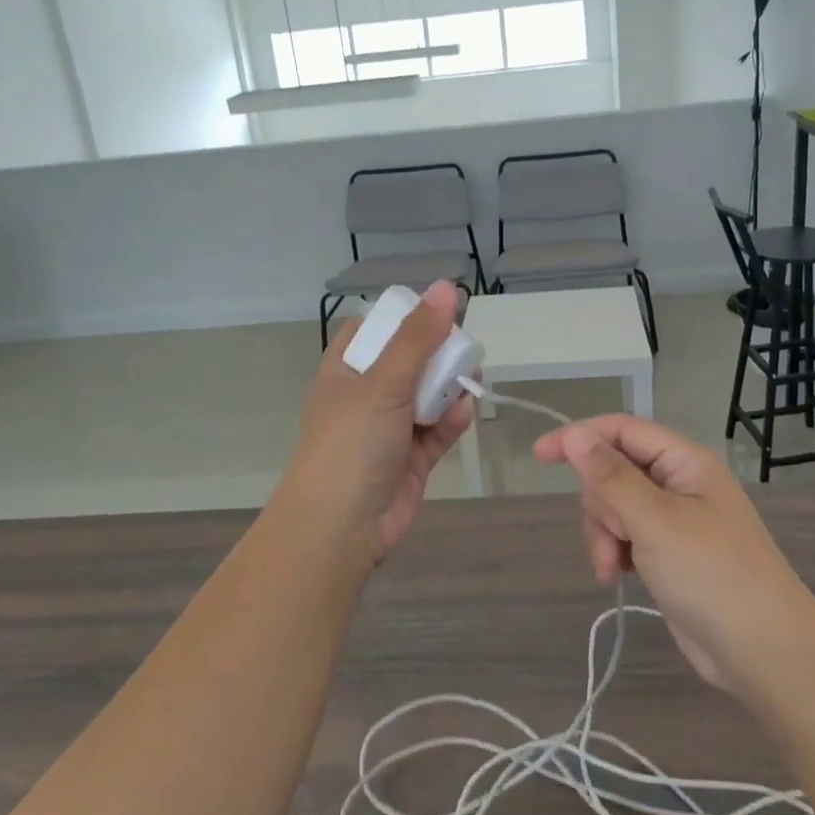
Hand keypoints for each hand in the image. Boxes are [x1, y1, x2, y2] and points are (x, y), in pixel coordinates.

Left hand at [280, 282, 475, 567]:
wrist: (342, 528)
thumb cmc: (352, 443)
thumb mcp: (384, 382)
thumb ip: (419, 336)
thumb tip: (447, 286)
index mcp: (345, 371)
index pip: (371, 331)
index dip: (401, 319)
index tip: (434, 312)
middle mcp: (365, 396)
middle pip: (407, 361)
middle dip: (437, 354)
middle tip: (464, 348)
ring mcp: (389, 429)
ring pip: (427, 395)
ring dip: (449, 387)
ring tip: (472, 379)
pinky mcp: (412, 458)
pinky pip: (437, 429)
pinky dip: (451, 420)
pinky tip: (463, 414)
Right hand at [533, 416, 812, 693]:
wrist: (765, 653)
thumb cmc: (713, 576)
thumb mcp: (656, 521)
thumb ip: (611, 477)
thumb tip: (574, 434)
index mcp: (684, 462)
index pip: (621, 430)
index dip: (579, 437)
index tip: (539, 456)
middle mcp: (679, 483)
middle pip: (613, 471)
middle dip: (599, 505)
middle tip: (613, 537)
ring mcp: (674, 520)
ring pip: (614, 507)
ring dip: (603, 534)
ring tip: (612, 568)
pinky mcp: (668, 553)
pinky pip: (624, 536)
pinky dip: (613, 552)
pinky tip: (616, 576)